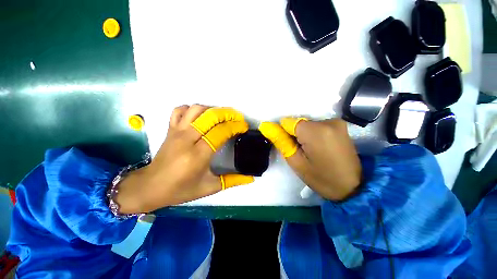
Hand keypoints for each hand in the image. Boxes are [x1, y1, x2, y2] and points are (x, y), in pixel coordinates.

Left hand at [116, 105, 253, 213]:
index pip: (220, 132)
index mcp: (198, 155)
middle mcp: (187, 139)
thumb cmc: (181, 189)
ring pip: (196, 109)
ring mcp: (177, 131)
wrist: (151, 187)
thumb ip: (233, 180)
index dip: (235, 127)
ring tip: (222, 117)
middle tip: (237, 118)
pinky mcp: (170, 129)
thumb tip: (252, 178)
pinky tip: (200, 116)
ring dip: (212, 110)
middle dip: (227, 114)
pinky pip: (180, 110)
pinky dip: (192, 109)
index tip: (244, 127)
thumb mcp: (210, 187)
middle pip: (210, 116)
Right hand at [259, 118, 361, 200]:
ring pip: (307, 124)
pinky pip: (317, 125)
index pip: (288, 123)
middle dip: (295, 135)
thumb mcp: (296, 162)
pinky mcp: (340, 125)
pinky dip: (313, 134)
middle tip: (302, 152)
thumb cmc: (321, 178)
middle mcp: (327, 121)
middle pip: (298, 123)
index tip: (291, 147)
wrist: (353, 187)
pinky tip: (319, 147)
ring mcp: (336, 122)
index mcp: (315, 131)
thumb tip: (266, 126)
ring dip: (304, 135)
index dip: (285, 134)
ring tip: (312, 151)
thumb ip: (281, 141)